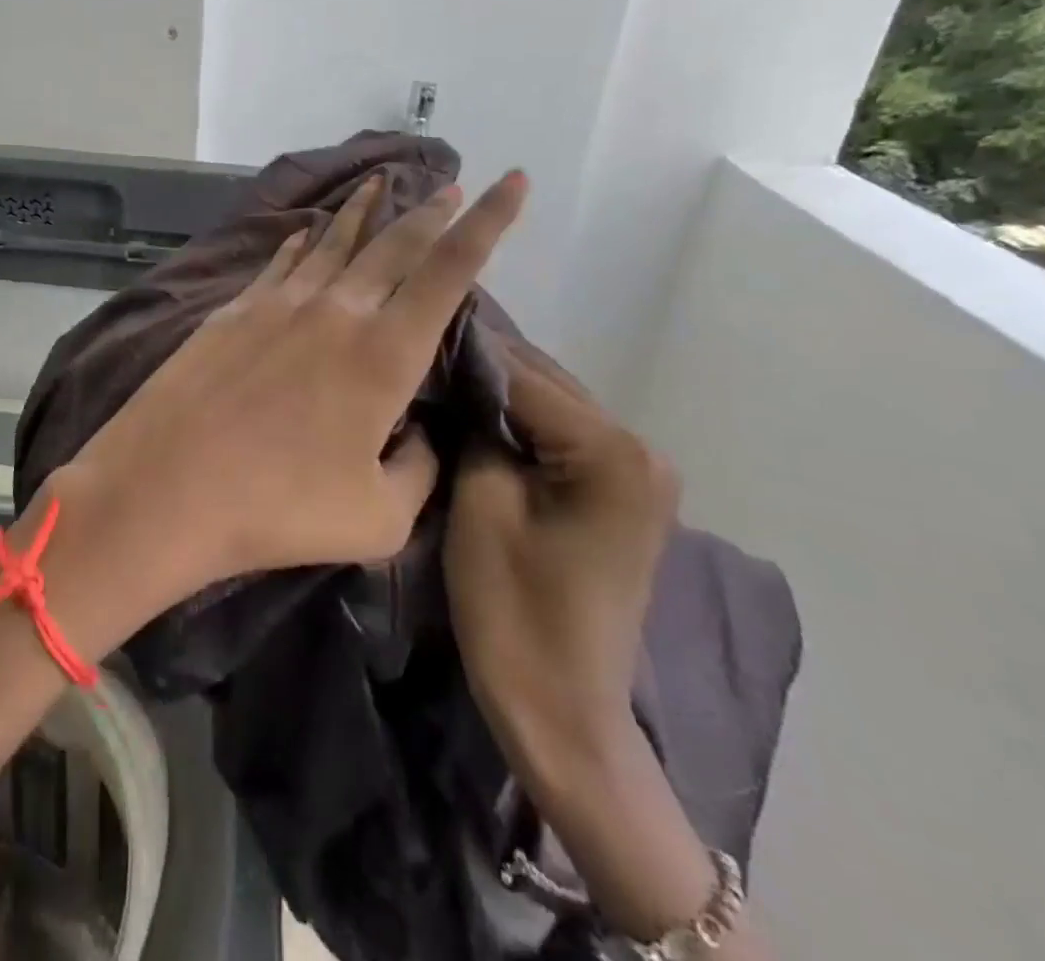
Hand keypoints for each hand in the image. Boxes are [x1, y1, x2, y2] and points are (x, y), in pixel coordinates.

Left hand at [47, 169, 528, 635]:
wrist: (166, 484)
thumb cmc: (278, 508)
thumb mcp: (379, 517)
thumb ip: (418, 469)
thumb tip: (418, 432)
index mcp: (384, 353)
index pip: (449, 271)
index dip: (488, 222)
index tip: (512, 181)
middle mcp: (335, 311)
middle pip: (393, 245)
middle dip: (428, 212)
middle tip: (448, 185)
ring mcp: (278, 304)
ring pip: (333, 242)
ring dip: (363, 211)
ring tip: (380, 184)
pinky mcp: (233, 311)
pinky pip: (281, 262)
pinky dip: (302, 240)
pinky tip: (306, 230)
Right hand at [445, 363, 773, 954]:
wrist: (563, 711)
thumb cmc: (515, 611)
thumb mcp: (480, 503)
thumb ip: (473, 426)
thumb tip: (452, 373)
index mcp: (612, 451)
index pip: (522, 374)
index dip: (459, 351)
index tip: (405, 332)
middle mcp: (639, 448)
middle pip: (543, 382)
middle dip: (478, 364)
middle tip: (412, 349)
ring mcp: (636, 471)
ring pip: (550, 404)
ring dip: (494, 390)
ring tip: (431, 373)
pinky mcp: (619, 492)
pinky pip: (559, 435)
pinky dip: (516, 421)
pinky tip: (469, 412)